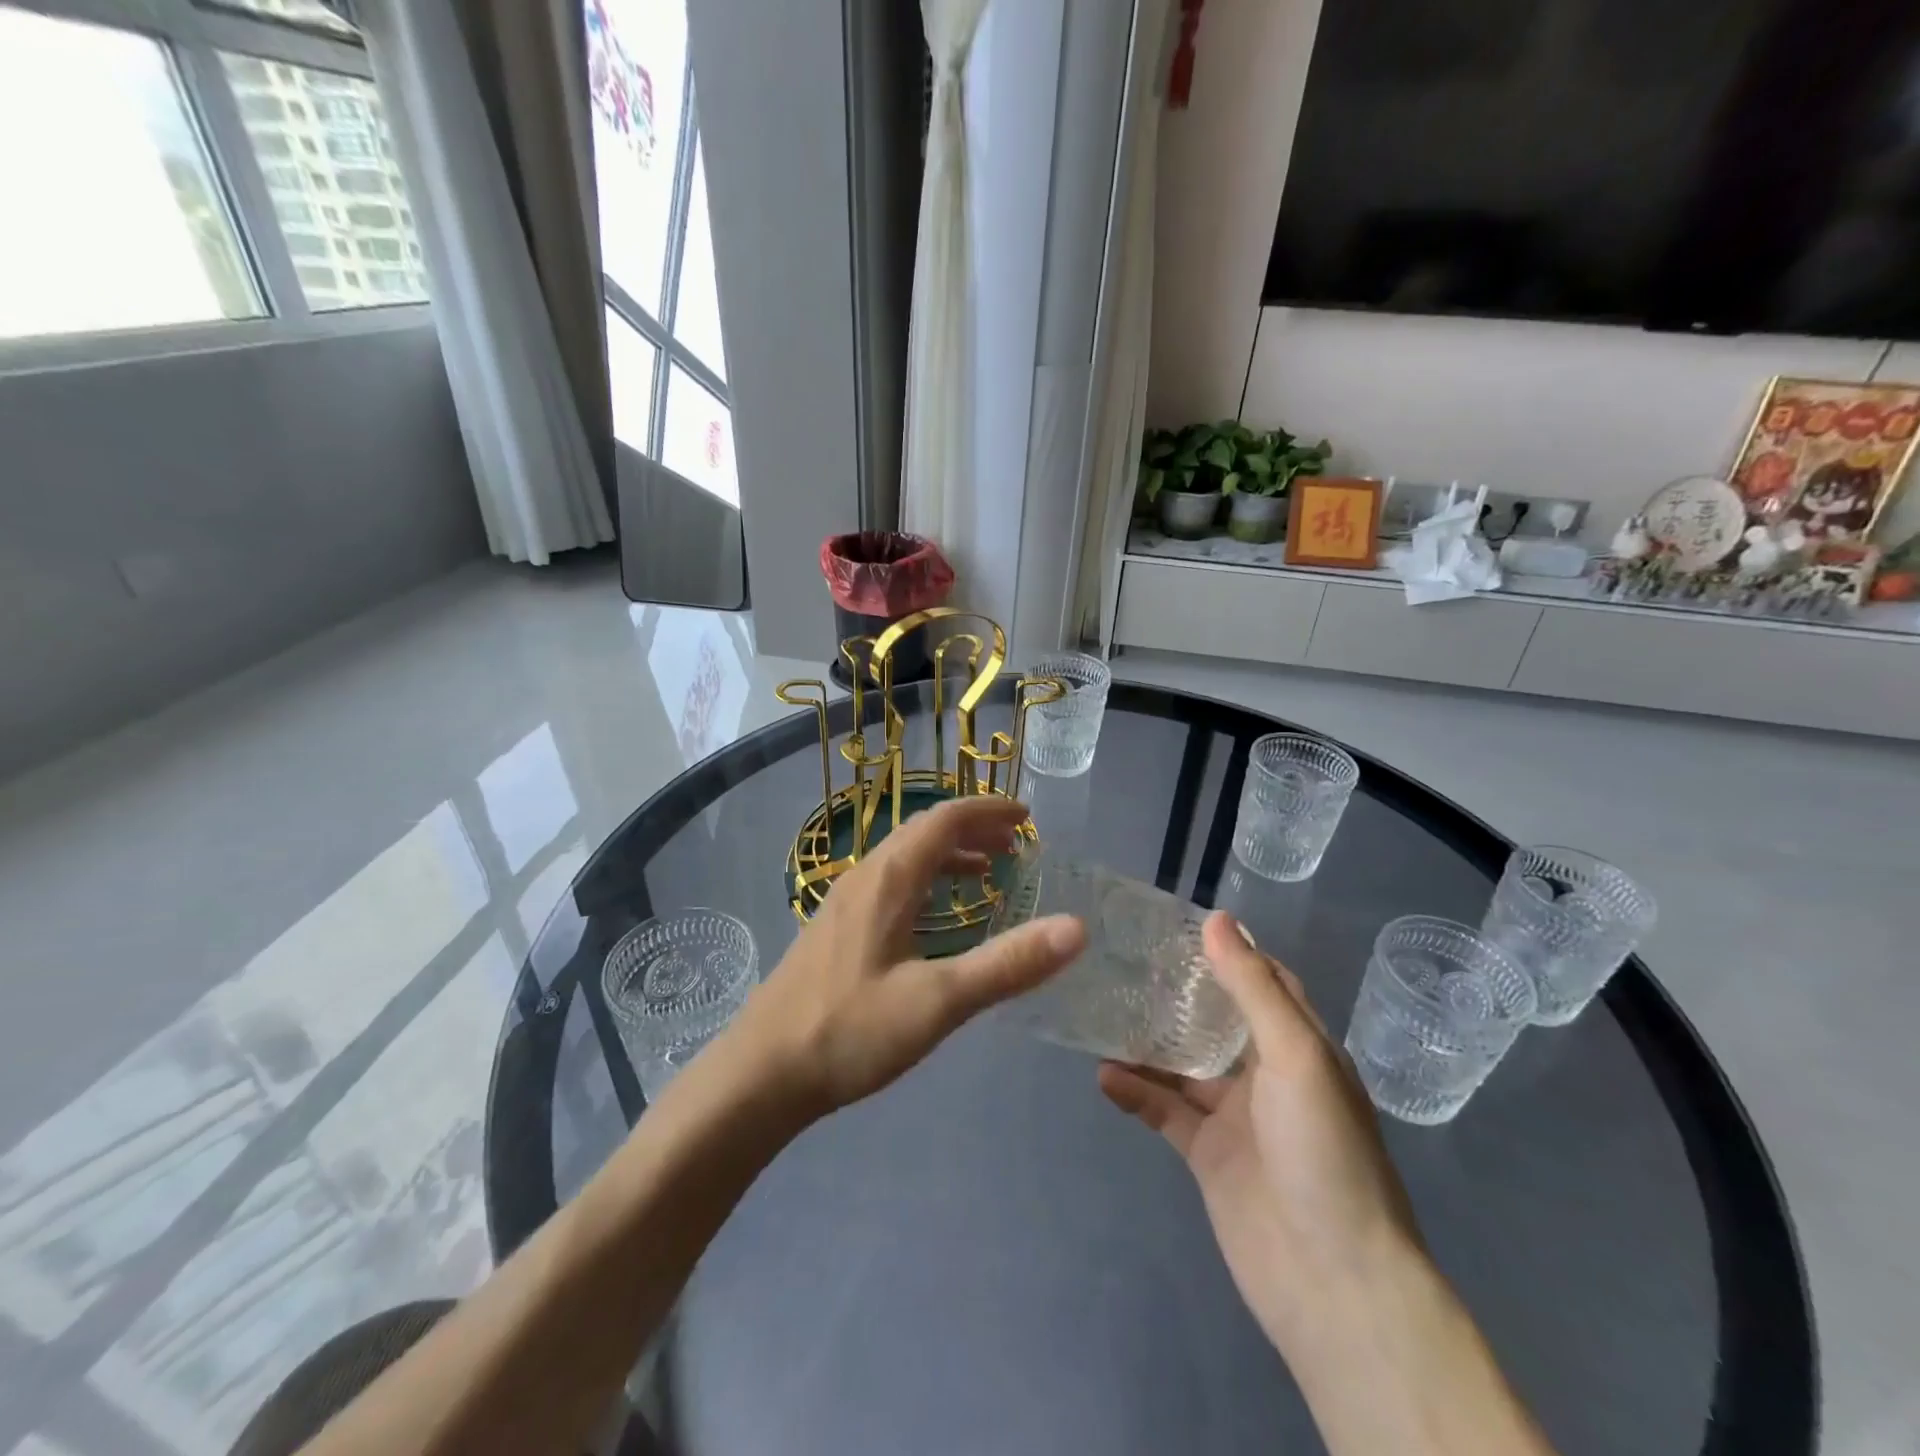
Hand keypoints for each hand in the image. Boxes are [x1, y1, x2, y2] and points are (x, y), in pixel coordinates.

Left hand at [729, 795, 1085, 1117]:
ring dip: (948, 854)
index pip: (944, 819)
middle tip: (1016, 844)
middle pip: (923, 832)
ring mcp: (844, 902)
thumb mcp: (938, 1001)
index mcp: (889, 878)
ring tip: (987, 871)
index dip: (988, 811)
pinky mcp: (835, 929)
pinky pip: (890, 883)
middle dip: (972, 829)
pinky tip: (934, 918)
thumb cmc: (849, 1031)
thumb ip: (1007, 965)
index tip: (1027, 816)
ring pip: (905, 858)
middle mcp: (865, 877)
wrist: (760, 1073)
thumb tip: (1075, 928)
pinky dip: (926, 881)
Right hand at [1098, 912, 1422, 1356]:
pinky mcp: (1207, 1155)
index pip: (1264, 981)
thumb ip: (1253, 988)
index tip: (1177, 923)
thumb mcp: (1295, 1056)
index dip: (1227, 950)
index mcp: (1301, 1046)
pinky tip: (1103, 1075)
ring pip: (1183, 1063)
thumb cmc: (1324, 1153)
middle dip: (1177, 992)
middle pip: (1216, 1019)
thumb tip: (1217, 919)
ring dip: (1147, 1041)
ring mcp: (1236, 1117)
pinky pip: (1164, 1111)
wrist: (1333, 1283)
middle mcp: (1268, 1075)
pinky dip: (1136, 1092)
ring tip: (1100, 1009)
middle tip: (1123, 959)